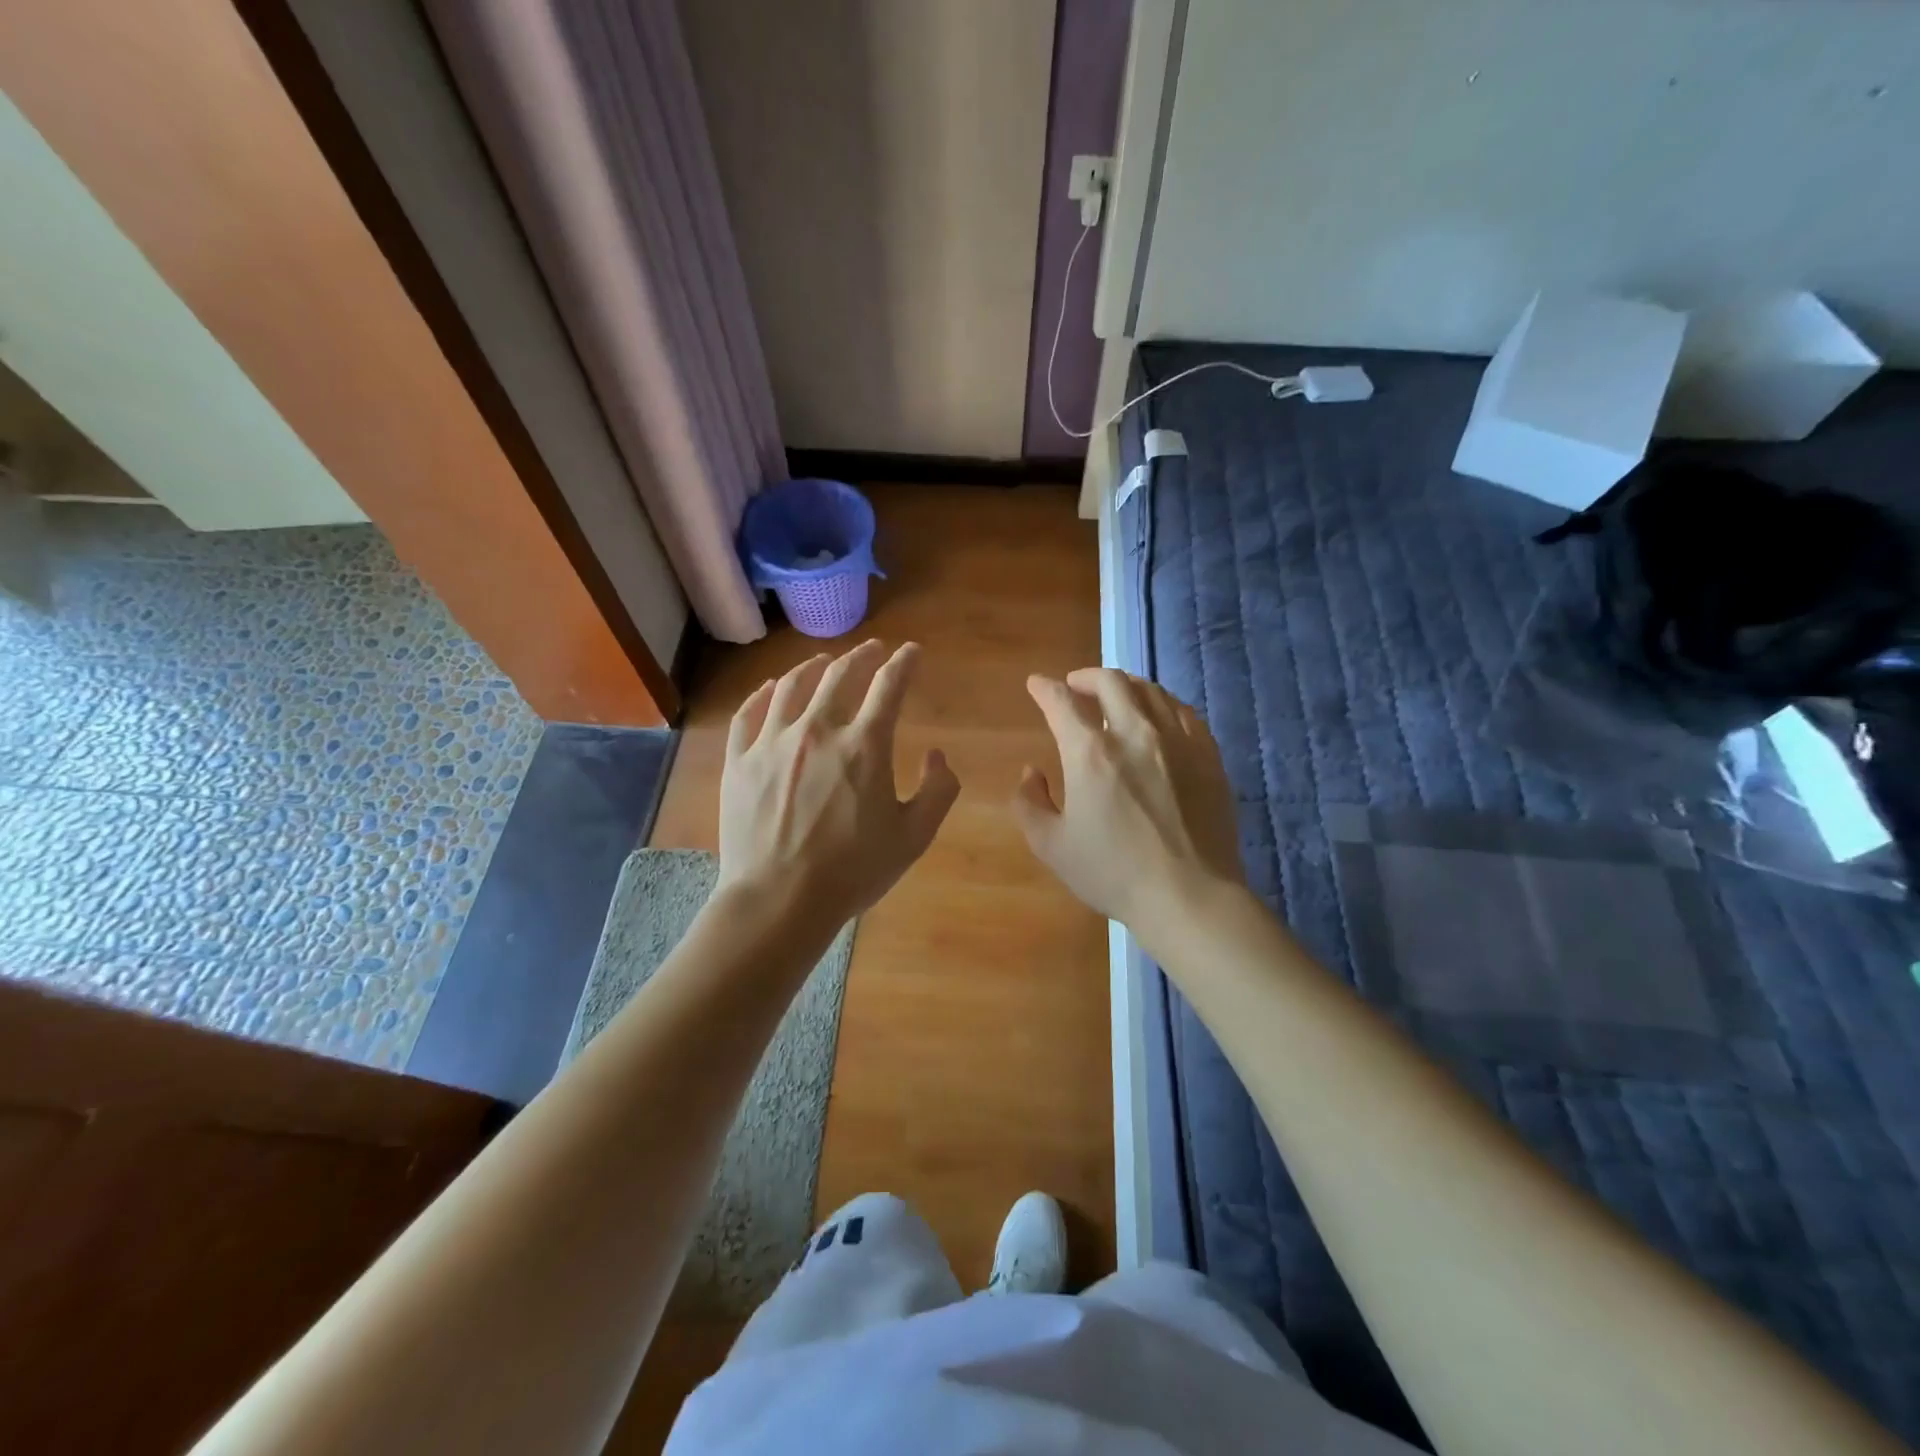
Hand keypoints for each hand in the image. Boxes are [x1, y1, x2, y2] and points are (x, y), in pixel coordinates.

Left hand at [717, 640, 959, 926]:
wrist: (778, 901)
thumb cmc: (852, 872)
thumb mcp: (913, 837)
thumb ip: (937, 791)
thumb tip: (937, 756)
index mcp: (863, 746)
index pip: (889, 686)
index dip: (904, 663)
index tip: (911, 652)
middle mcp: (817, 730)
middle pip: (839, 675)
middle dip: (861, 656)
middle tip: (872, 650)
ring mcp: (772, 743)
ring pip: (791, 686)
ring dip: (813, 667)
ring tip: (823, 661)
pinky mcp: (739, 761)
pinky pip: (749, 713)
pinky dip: (764, 694)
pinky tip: (771, 689)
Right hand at [1013, 668, 1244, 932]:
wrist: (1189, 895)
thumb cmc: (1113, 873)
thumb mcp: (1051, 846)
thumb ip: (1030, 803)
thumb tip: (1031, 773)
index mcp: (1090, 753)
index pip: (1061, 702)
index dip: (1044, 688)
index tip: (1036, 685)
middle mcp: (1134, 733)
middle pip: (1110, 681)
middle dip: (1085, 676)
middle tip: (1074, 686)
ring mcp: (1177, 740)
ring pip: (1150, 689)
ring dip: (1124, 685)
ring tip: (1114, 695)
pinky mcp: (1208, 755)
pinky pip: (1183, 711)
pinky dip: (1161, 703)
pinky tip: (1157, 716)